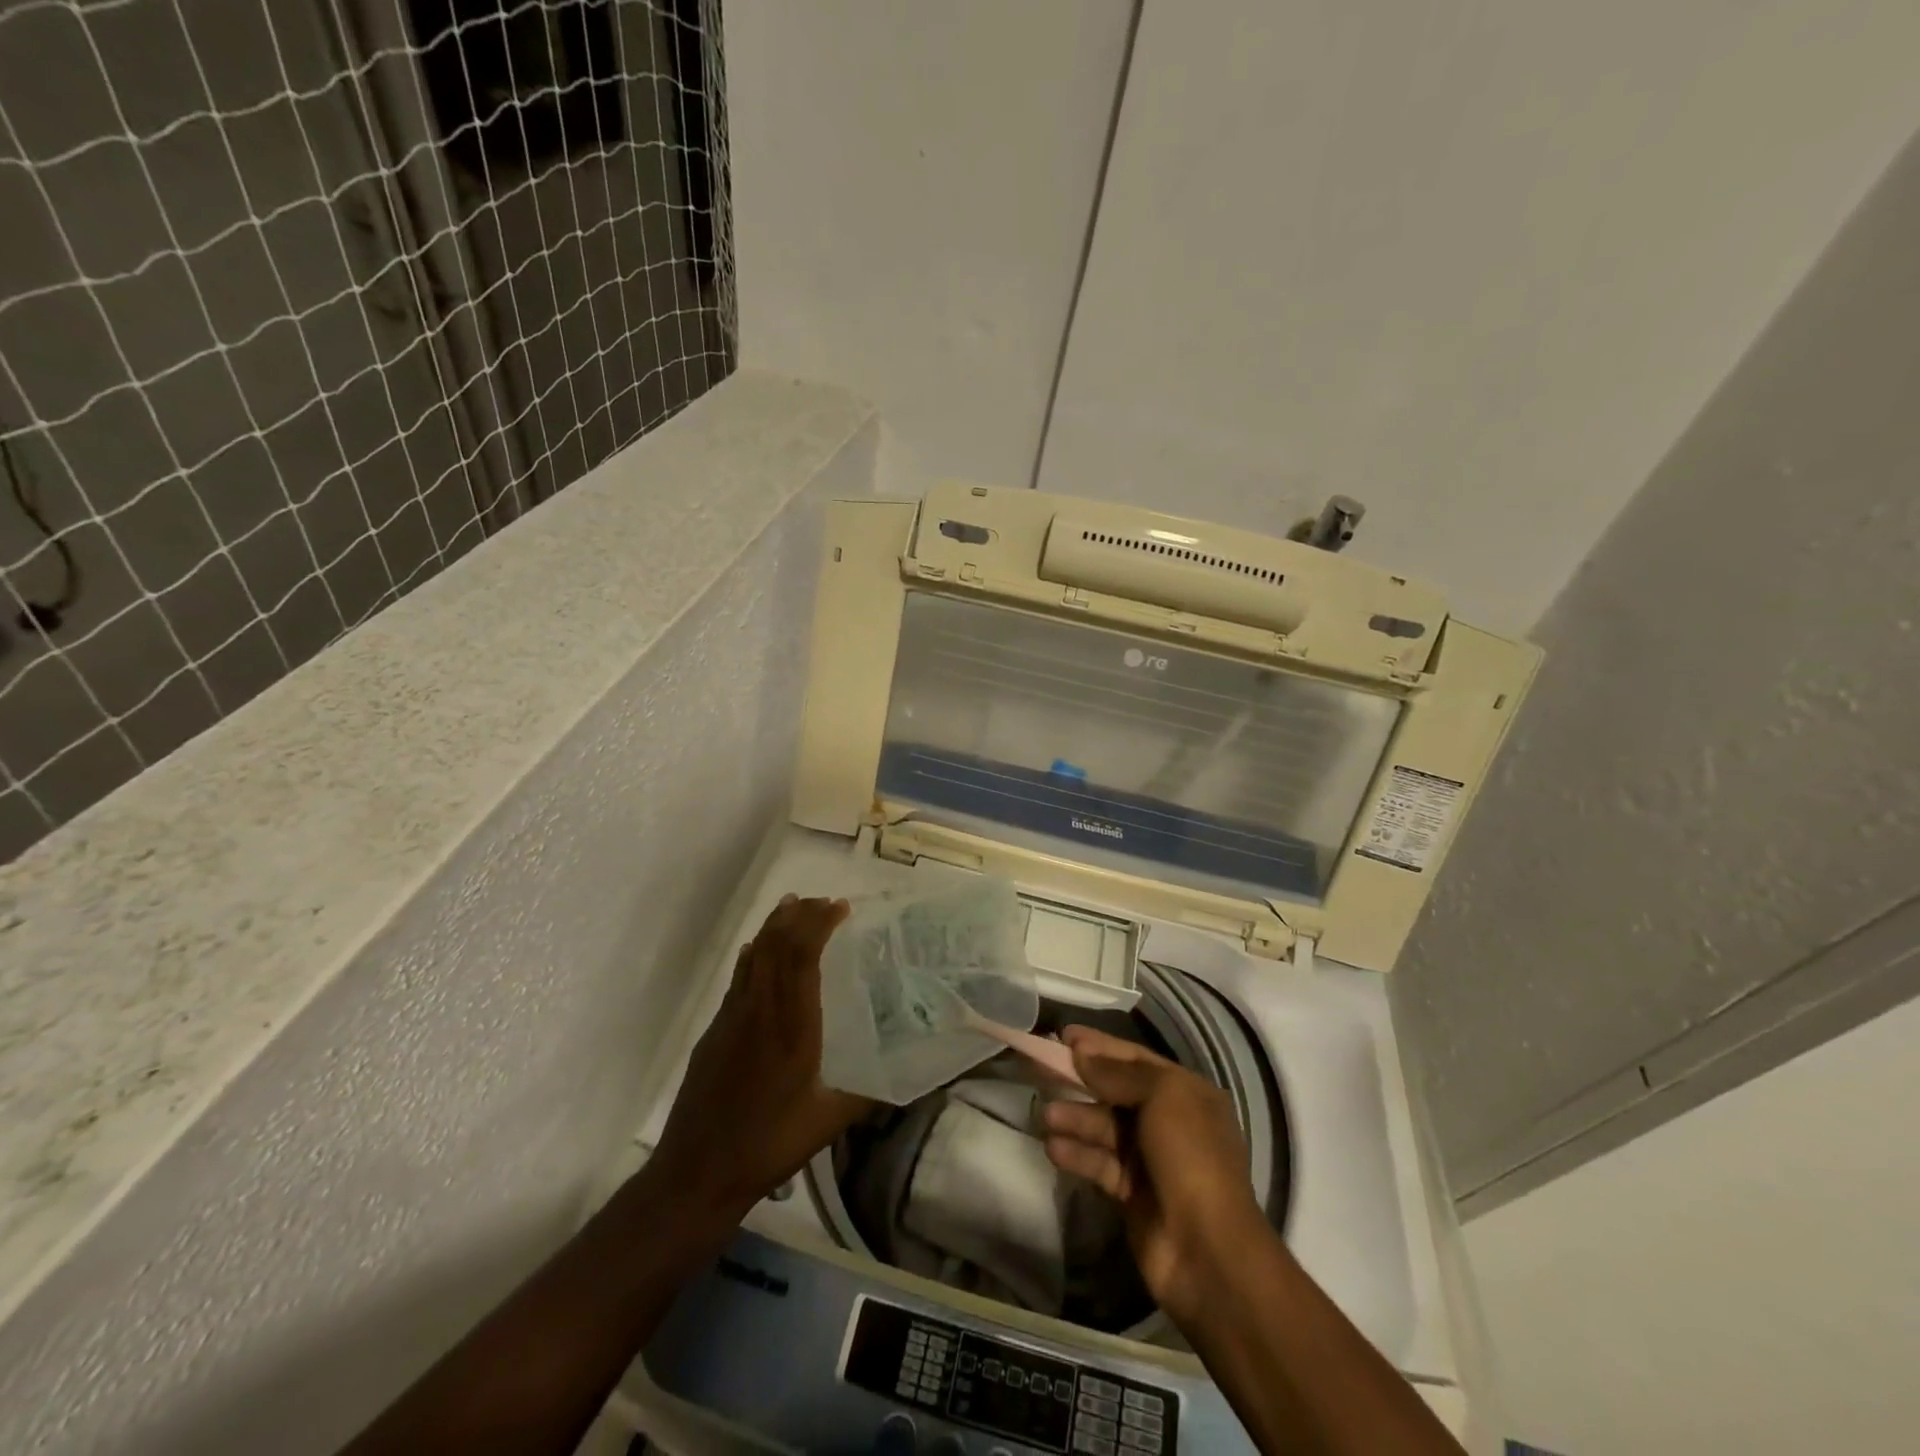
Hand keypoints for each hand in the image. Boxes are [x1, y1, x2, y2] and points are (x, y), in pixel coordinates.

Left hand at [649, 896, 870, 1218]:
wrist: (696, 1172)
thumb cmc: (768, 1145)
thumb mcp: (828, 1122)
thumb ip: (868, 1094)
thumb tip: (908, 1078)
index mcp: (791, 1025)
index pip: (802, 955)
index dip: (819, 923)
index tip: (840, 907)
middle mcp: (759, 1009)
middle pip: (775, 944)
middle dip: (800, 915)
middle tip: (824, 902)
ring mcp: (731, 1017)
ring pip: (753, 955)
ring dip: (774, 926)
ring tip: (794, 907)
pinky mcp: (714, 1031)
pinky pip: (738, 977)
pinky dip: (753, 954)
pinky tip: (756, 951)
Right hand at [1041, 1025, 1268, 1325]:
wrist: (1207, 1249)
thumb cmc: (1190, 1155)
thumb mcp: (1162, 1097)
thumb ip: (1118, 1073)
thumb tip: (1081, 1052)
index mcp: (1186, 1092)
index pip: (1136, 1060)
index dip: (1100, 1046)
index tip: (1064, 1035)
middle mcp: (1169, 1120)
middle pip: (1115, 1091)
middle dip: (1080, 1081)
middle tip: (1040, 1068)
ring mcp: (1149, 1158)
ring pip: (1104, 1127)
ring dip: (1075, 1119)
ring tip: (1045, 1118)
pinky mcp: (1130, 1192)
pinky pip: (1099, 1162)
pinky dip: (1078, 1154)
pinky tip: (1054, 1149)